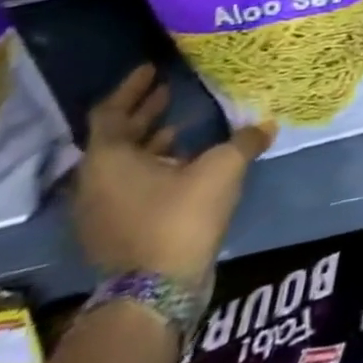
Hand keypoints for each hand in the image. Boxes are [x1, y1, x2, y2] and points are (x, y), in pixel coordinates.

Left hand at [73, 65, 274, 286]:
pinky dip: (152, 169)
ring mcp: (102, 212)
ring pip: (123, 166)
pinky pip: (130, 188)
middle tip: (168, 90)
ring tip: (181, 124)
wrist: (156, 292)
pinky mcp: (116, 233)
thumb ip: (243, 140)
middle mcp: (96, 183)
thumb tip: (266, 124)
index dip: (131, 88)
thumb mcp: (222, 168)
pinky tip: (184, 164)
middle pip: (116, 139)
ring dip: (149, 143)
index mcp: (110, 160)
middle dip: (143, 113)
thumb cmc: (181, 215)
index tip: (151, 69)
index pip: (111, 113)